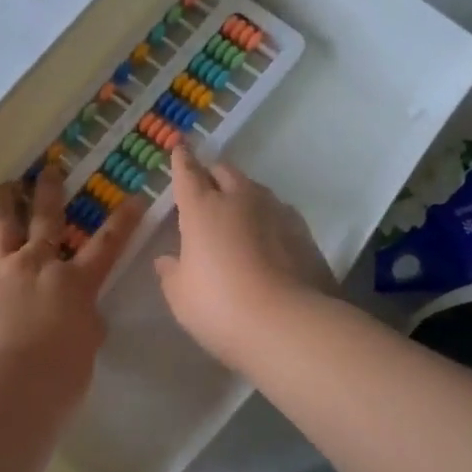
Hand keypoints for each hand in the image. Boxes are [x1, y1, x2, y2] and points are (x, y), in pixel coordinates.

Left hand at [0, 169, 145, 405]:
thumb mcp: (86, 351)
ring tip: (4, 185)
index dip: (123, 221)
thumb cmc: (56, 378)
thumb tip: (82, 315)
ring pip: (0, 223)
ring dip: (3, 200)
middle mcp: (37, 264)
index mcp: (75, 283)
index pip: (107, 246)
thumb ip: (85, 326)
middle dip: (50, 191)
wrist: (3, 386)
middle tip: (50, 169)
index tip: (134, 197)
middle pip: (46, 219)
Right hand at [154, 147, 333, 367]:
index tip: (180, 147)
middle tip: (205, 185)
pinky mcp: (304, 234)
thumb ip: (172, 273)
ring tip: (236, 212)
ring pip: (255, 190)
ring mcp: (277, 213)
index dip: (181, 160)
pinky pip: (279, 213)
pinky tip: (266, 237)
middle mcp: (240, 201)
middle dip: (212, 174)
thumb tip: (167, 260)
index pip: (188, 174)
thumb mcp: (181, 296)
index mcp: (203, 210)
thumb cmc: (220, 307)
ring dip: (242, 194)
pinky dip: (267, 218)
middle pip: (225, 173)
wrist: (288, 324)